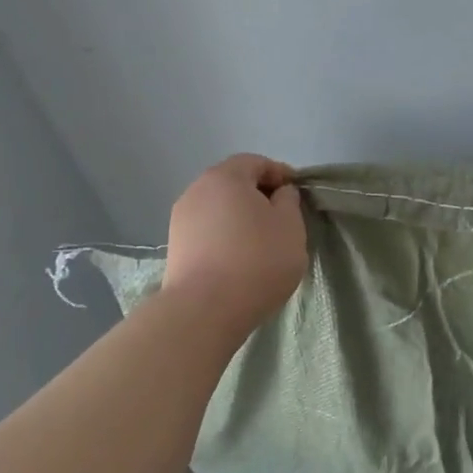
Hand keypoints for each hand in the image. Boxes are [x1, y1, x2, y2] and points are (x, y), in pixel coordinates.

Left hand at [162, 154, 307, 332]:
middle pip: (234, 183)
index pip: (256, 162)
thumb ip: (289, 201)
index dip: (280, 174)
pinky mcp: (175, 248)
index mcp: (226, 177)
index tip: (297, 194)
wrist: (204, 310)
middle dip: (259, 195)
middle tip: (282, 217)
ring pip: (219, 208)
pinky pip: (208, 230)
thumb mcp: (291, 226)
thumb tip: (279, 193)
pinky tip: (240, 258)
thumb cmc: (257, 260)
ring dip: (240, 217)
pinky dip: (225, 236)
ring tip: (262, 241)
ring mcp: (181, 220)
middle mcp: (197, 191)